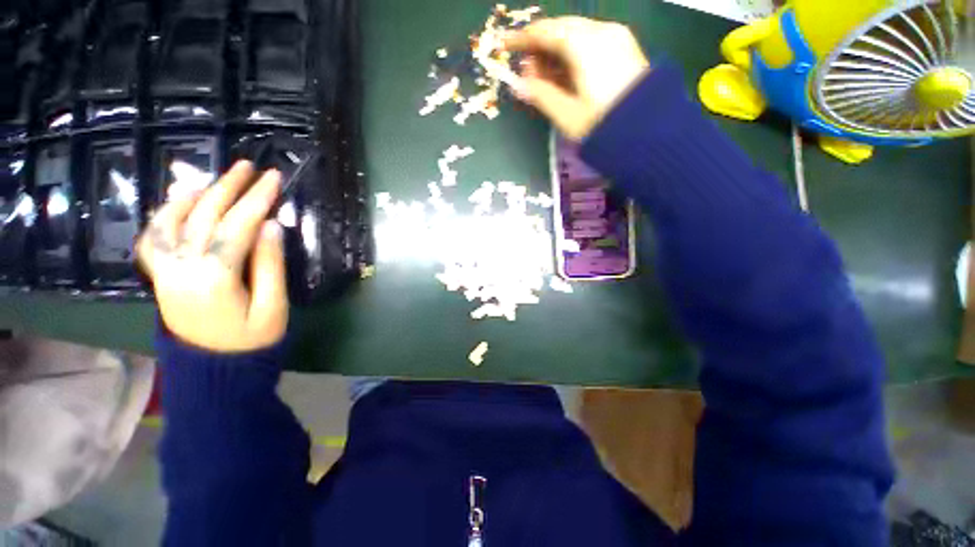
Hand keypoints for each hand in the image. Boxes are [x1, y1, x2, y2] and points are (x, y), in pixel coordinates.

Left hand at [137, 160, 288, 352]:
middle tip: (247, 166)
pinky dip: (164, 216)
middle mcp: (182, 268)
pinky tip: (178, 203)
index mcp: (215, 277)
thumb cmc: (252, 341)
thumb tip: (272, 226)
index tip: (274, 178)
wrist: (214, 370)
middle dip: (228, 187)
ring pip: (172, 222)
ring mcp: (166, 272)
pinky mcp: (161, 277)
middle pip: (204, 216)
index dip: (258, 199)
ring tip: (213, 179)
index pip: (238, 226)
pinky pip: (154, 239)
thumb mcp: (273, 306)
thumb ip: (271, 265)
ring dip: (194, 195)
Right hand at [505, 17, 649, 139]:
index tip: (505, 46)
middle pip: (561, 29)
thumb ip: (540, 95)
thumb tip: (517, 84)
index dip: (522, 39)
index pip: (545, 32)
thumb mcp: (566, 114)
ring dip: (555, 52)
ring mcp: (616, 38)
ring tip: (543, 76)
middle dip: (539, 47)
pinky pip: (591, 43)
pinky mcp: (625, 49)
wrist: (649, 133)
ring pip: (576, 35)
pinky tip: (565, 74)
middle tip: (526, 70)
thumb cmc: (602, 125)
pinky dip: (573, 55)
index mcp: (584, 45)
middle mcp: (601, 32)